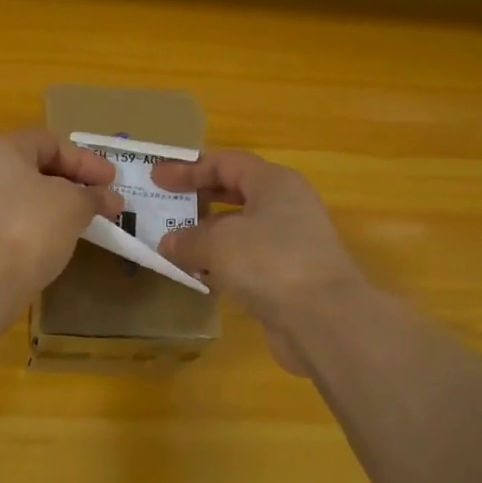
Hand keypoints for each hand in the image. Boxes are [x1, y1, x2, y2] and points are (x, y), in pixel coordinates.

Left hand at [0, 130, 122, 292]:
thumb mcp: (73, 205)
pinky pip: (14, 222)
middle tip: (101, 200)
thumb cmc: (31, 225)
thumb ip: (93, 196)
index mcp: (2, 149)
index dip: (86, 160)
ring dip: (57, 207)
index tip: (112, 181)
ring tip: (84, 222)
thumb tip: (108, 198)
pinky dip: (39, 226)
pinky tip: (58, 242)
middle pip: (36, 169)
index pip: (51, 143)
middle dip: (74, 183)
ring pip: (25, 198)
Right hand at [154, 150, 365, 375]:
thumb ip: (188, 239)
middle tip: (167, 206)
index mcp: (274, 182)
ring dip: (209, 236)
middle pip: (236, 193)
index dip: (189, 169)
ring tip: (175, 245)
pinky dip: (224, 264)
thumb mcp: (217, 243)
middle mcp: (287, 206)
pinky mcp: (291, 277)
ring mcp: (293, 243)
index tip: (157, 179)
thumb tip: (168, 243)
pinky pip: (249, 261)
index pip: (226, 163)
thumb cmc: (269, 260)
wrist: (324, 320)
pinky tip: (199, 276)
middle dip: (200, 200)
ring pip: (242, 230)